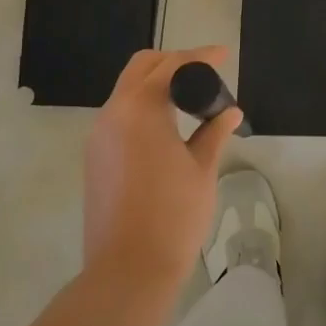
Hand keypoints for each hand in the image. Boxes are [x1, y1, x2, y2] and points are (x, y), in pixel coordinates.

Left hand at [83, 46, 242, 285]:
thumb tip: (230, 112)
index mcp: (140, 109)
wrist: (127, 271)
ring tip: (189, 99)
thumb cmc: (173, 216)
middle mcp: (113, 113)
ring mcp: (99, 136)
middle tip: (204, 73)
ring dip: (156, 84)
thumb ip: (214, 132)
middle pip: (142, 68)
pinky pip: (120, 114)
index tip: (222, 55)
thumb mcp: (202, 170)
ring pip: (127, 90)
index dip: (199, 57)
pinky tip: (167, 124)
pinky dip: (143, 106)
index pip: (171, 65)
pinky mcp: (95, 157)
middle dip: (173, 62)